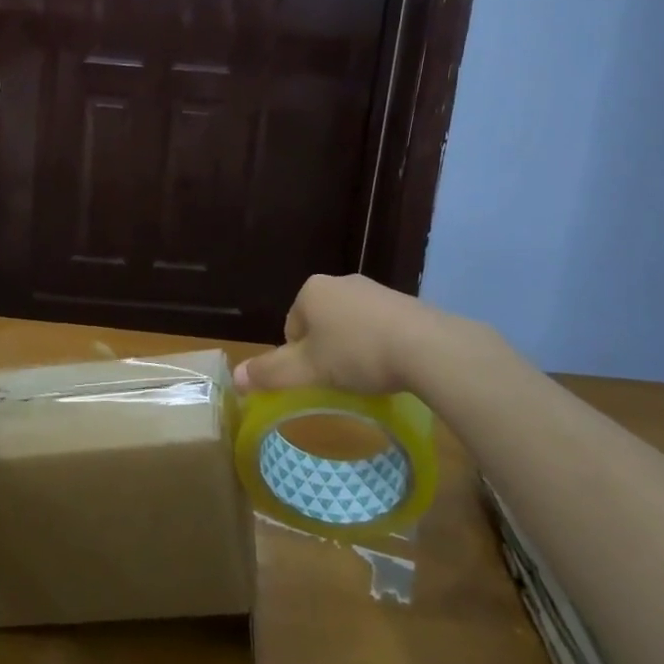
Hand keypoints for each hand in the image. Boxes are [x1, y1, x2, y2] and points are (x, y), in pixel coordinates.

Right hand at [237, 274, 443, 395]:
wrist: (427, 347)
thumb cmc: (357, 354)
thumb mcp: (308, 370)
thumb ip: (270, 373)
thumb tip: (235, 378)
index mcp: (312, 291)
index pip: (291, 326)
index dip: (299, 358)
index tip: (317, 379)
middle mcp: (340, 282)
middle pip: (320, 324)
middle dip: (326, 351)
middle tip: (339, 380)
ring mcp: (375, 290)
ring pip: (350, 325)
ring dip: (353, 349)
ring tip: (368, 377)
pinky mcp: (405, 303)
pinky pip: (380, 326)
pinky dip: (380, 346)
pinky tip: (392, 367)